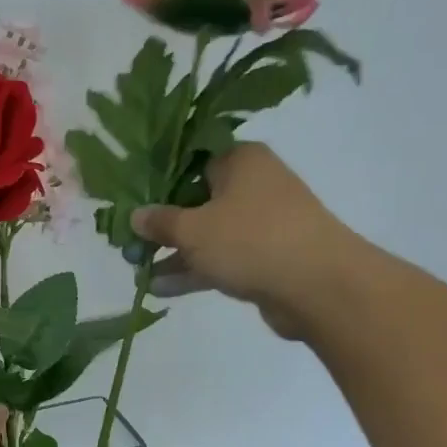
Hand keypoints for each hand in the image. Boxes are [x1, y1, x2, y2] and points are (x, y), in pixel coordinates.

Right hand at [132, 142, 361, 340]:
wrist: (318, 286)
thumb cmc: (251, 240)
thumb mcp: (193, 229)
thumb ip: (161, 221)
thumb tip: (135, 215)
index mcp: (240, 160)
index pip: (191, 158)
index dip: (158, 178)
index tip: (130, 196)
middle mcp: (253, 185)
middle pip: (196, 199)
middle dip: (162, 222)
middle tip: (128, 237)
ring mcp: (260, 223)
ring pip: (207, 233)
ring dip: (174, 252)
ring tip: (137, 268)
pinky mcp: (264, 257)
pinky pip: (220, 259)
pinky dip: (194, 270)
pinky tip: (160, 288)